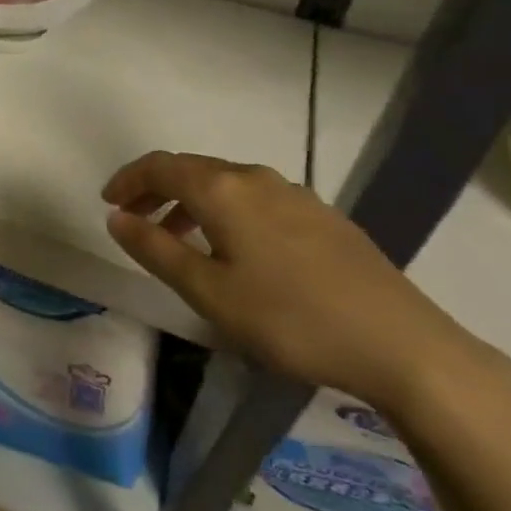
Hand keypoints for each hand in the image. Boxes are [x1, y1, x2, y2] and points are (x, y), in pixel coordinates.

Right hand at [103, 153, 497, 416]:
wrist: (402, 344)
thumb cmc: (292, 319)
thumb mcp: (211, 293)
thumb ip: (156, 250)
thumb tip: (115, 218)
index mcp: (222, 190)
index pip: (160, 166)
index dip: (129, 180)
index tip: (109, 202)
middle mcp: (255, 178)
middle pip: (192, 170)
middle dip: (157, 191)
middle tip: (135, 221)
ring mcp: (293, 193)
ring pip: (226, 184)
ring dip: (191, 203)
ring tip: (180, 239)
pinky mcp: (321, 215)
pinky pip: (256, 199)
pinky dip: (226, 212)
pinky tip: (237, 250)